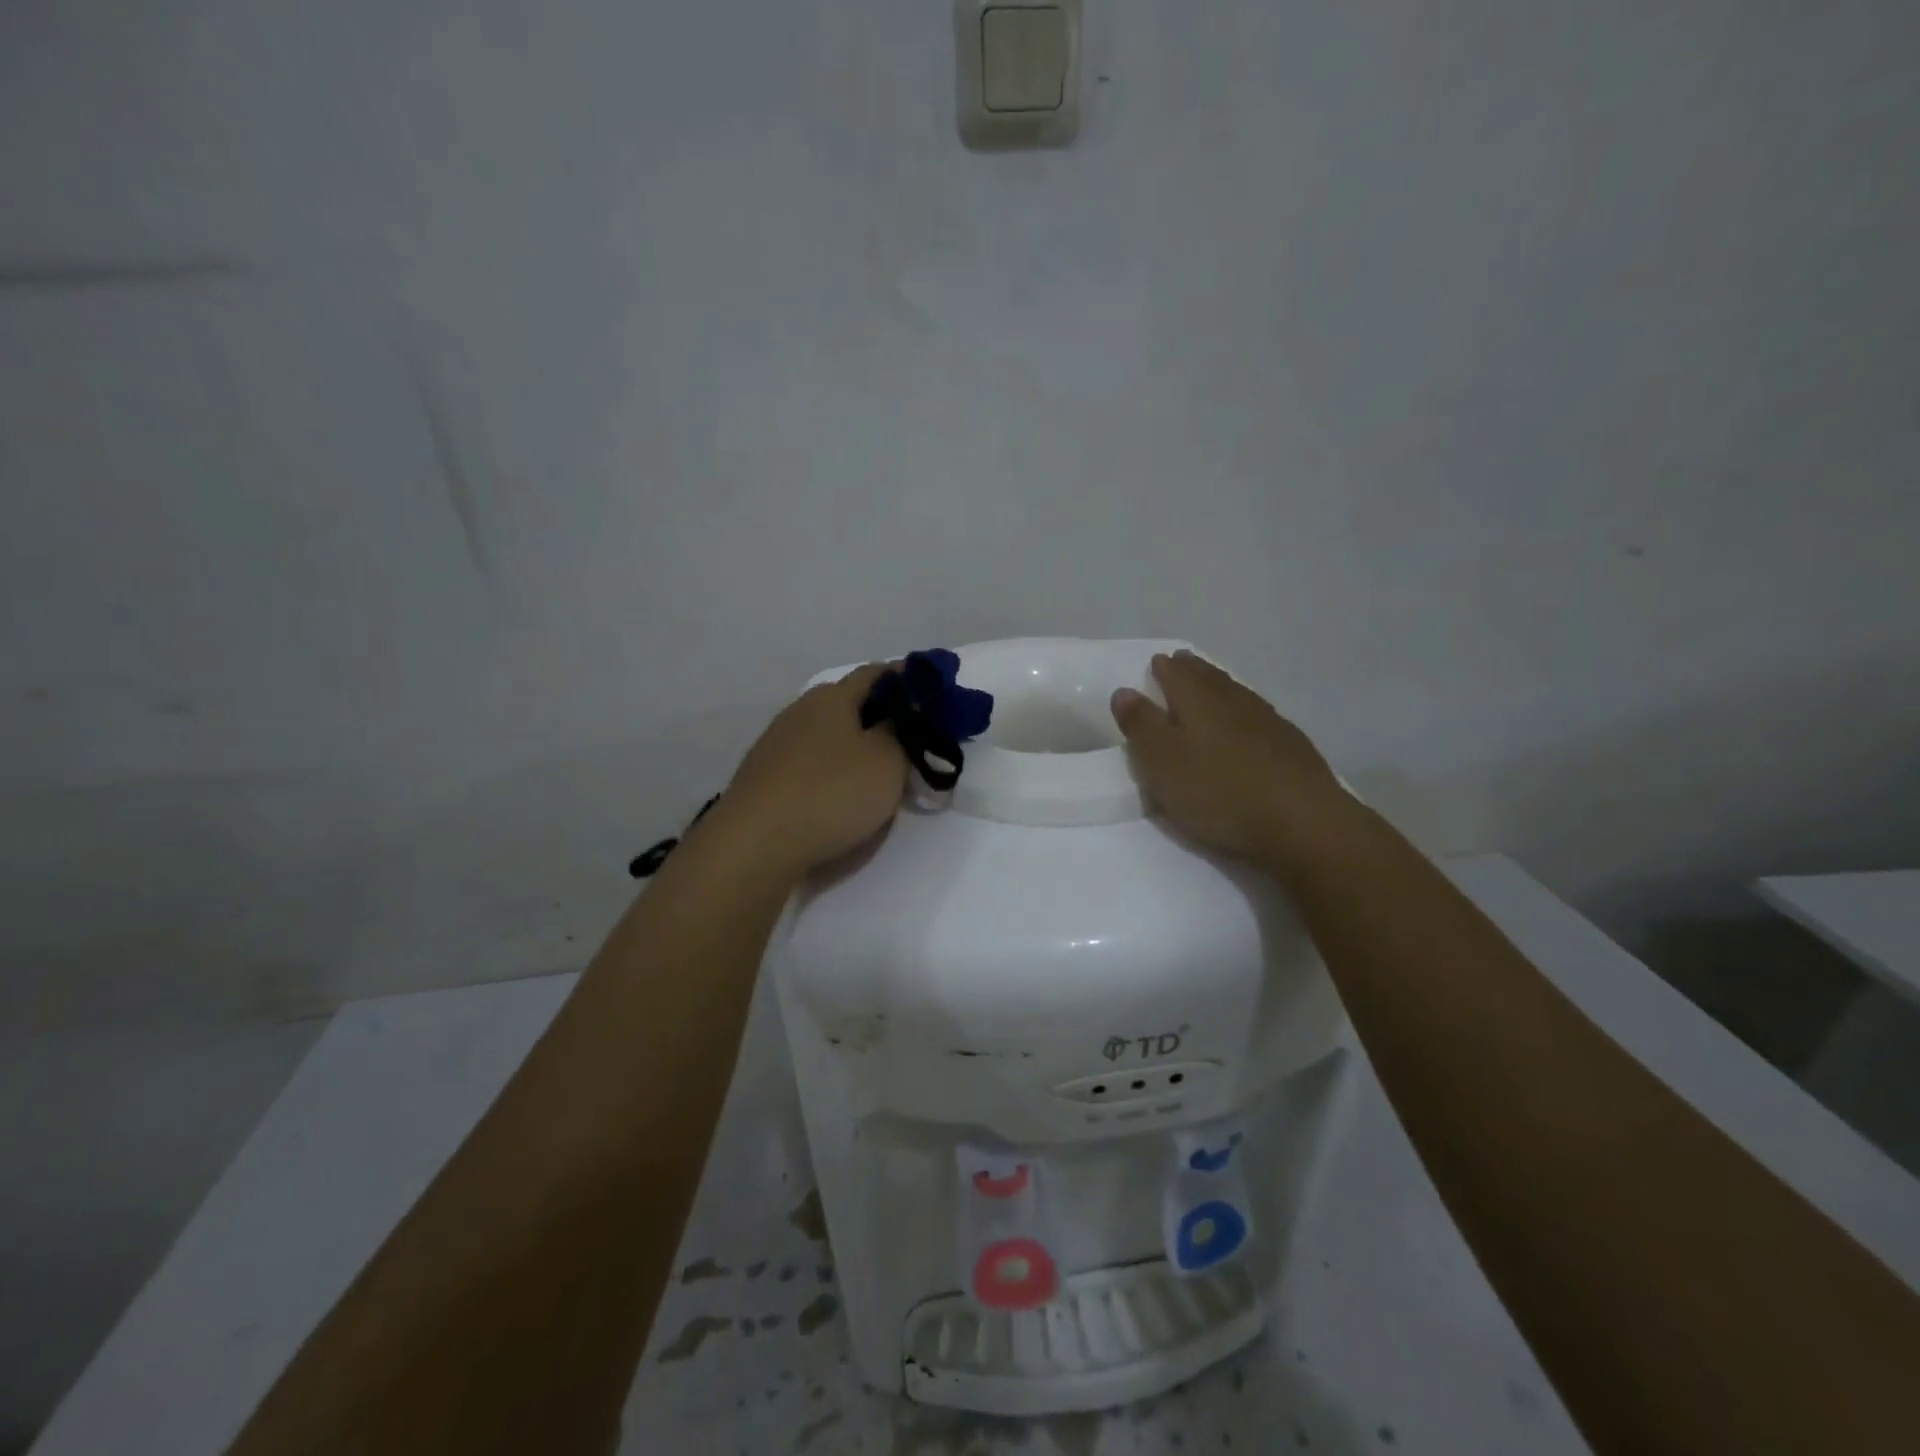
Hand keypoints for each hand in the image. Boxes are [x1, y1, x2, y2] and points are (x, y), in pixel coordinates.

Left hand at [700, 664, 908, 882]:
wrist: (756, 845)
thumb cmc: (831, 793)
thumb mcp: (887, 760)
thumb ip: (904, 731)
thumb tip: (905, 713)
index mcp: (832, 696)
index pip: (877, 673)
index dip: (910, 681)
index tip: (936, 698)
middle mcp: (801, 711)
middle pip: (852, 705)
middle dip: (885, 720)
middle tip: (916, 744)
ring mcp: (778, 744)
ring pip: (831, 737)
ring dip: (859, 749)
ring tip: (883, 776)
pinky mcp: (767, 777)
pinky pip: (813, 765)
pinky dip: (835, 772)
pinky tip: (845, 796)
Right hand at [1111, 651, 1352, 868]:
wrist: (1302, 822)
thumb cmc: (1219, 791)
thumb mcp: (1162, 763)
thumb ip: (1141, 725)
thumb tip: (1124, 690)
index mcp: (1199, 701)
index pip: (1177, 675)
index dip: (1164, 668)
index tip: (1156, 661)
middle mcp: (1234, 702)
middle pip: (1209, 678)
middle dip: (1192, 669)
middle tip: (1181, 662)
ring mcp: (1268, 722)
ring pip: (1236, 693)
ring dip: (1219, 685)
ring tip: (1209, 685)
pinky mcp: (1291, 746)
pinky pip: (1258, 715)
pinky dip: (1243, 710)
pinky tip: (1246, 721)